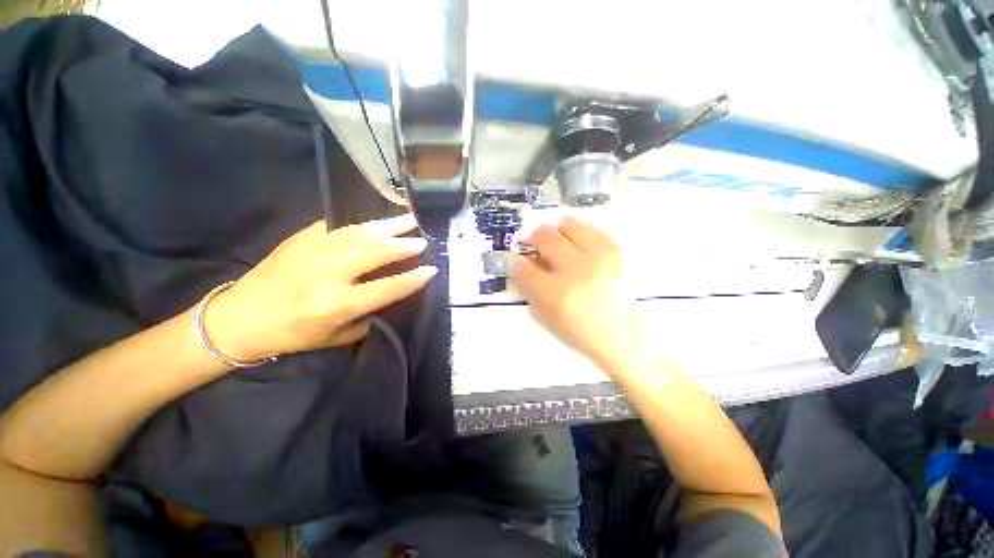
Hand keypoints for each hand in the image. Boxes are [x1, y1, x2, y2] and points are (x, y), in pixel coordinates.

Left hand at [205, 214, 435, 360]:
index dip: (412, 278)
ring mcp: (312, 251)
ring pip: (360, 233)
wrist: (237, 318)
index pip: (386, 288)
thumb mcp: (334, 337)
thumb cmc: (290, 334)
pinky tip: (377, 221)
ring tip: (409, 219)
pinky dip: (362, 224)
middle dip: (404, 245)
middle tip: (423, 239)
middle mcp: (327, 274)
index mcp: (336, 304)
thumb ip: (366, 316)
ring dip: (388, 226)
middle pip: (375, 253)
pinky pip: (338, 226)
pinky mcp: (301, 239)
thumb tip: (387, 296)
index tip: (432, 269)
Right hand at [510, 216, 639, 369]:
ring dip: (556, 231)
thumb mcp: (547, 319)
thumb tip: (521, 268)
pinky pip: (591, 228)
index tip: (519, 261)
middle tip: (534, 244)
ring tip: (558, 242)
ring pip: (568, 224)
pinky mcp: (617, 251)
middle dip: (533, 237)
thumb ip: (529, 292)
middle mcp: (576, 269)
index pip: (523, 267)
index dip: (516, 262)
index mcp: (556, 293)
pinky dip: (580, 233)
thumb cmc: (582, 332)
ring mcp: (598, 257)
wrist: (626, 335)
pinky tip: (579, 245)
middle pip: (544, 236)